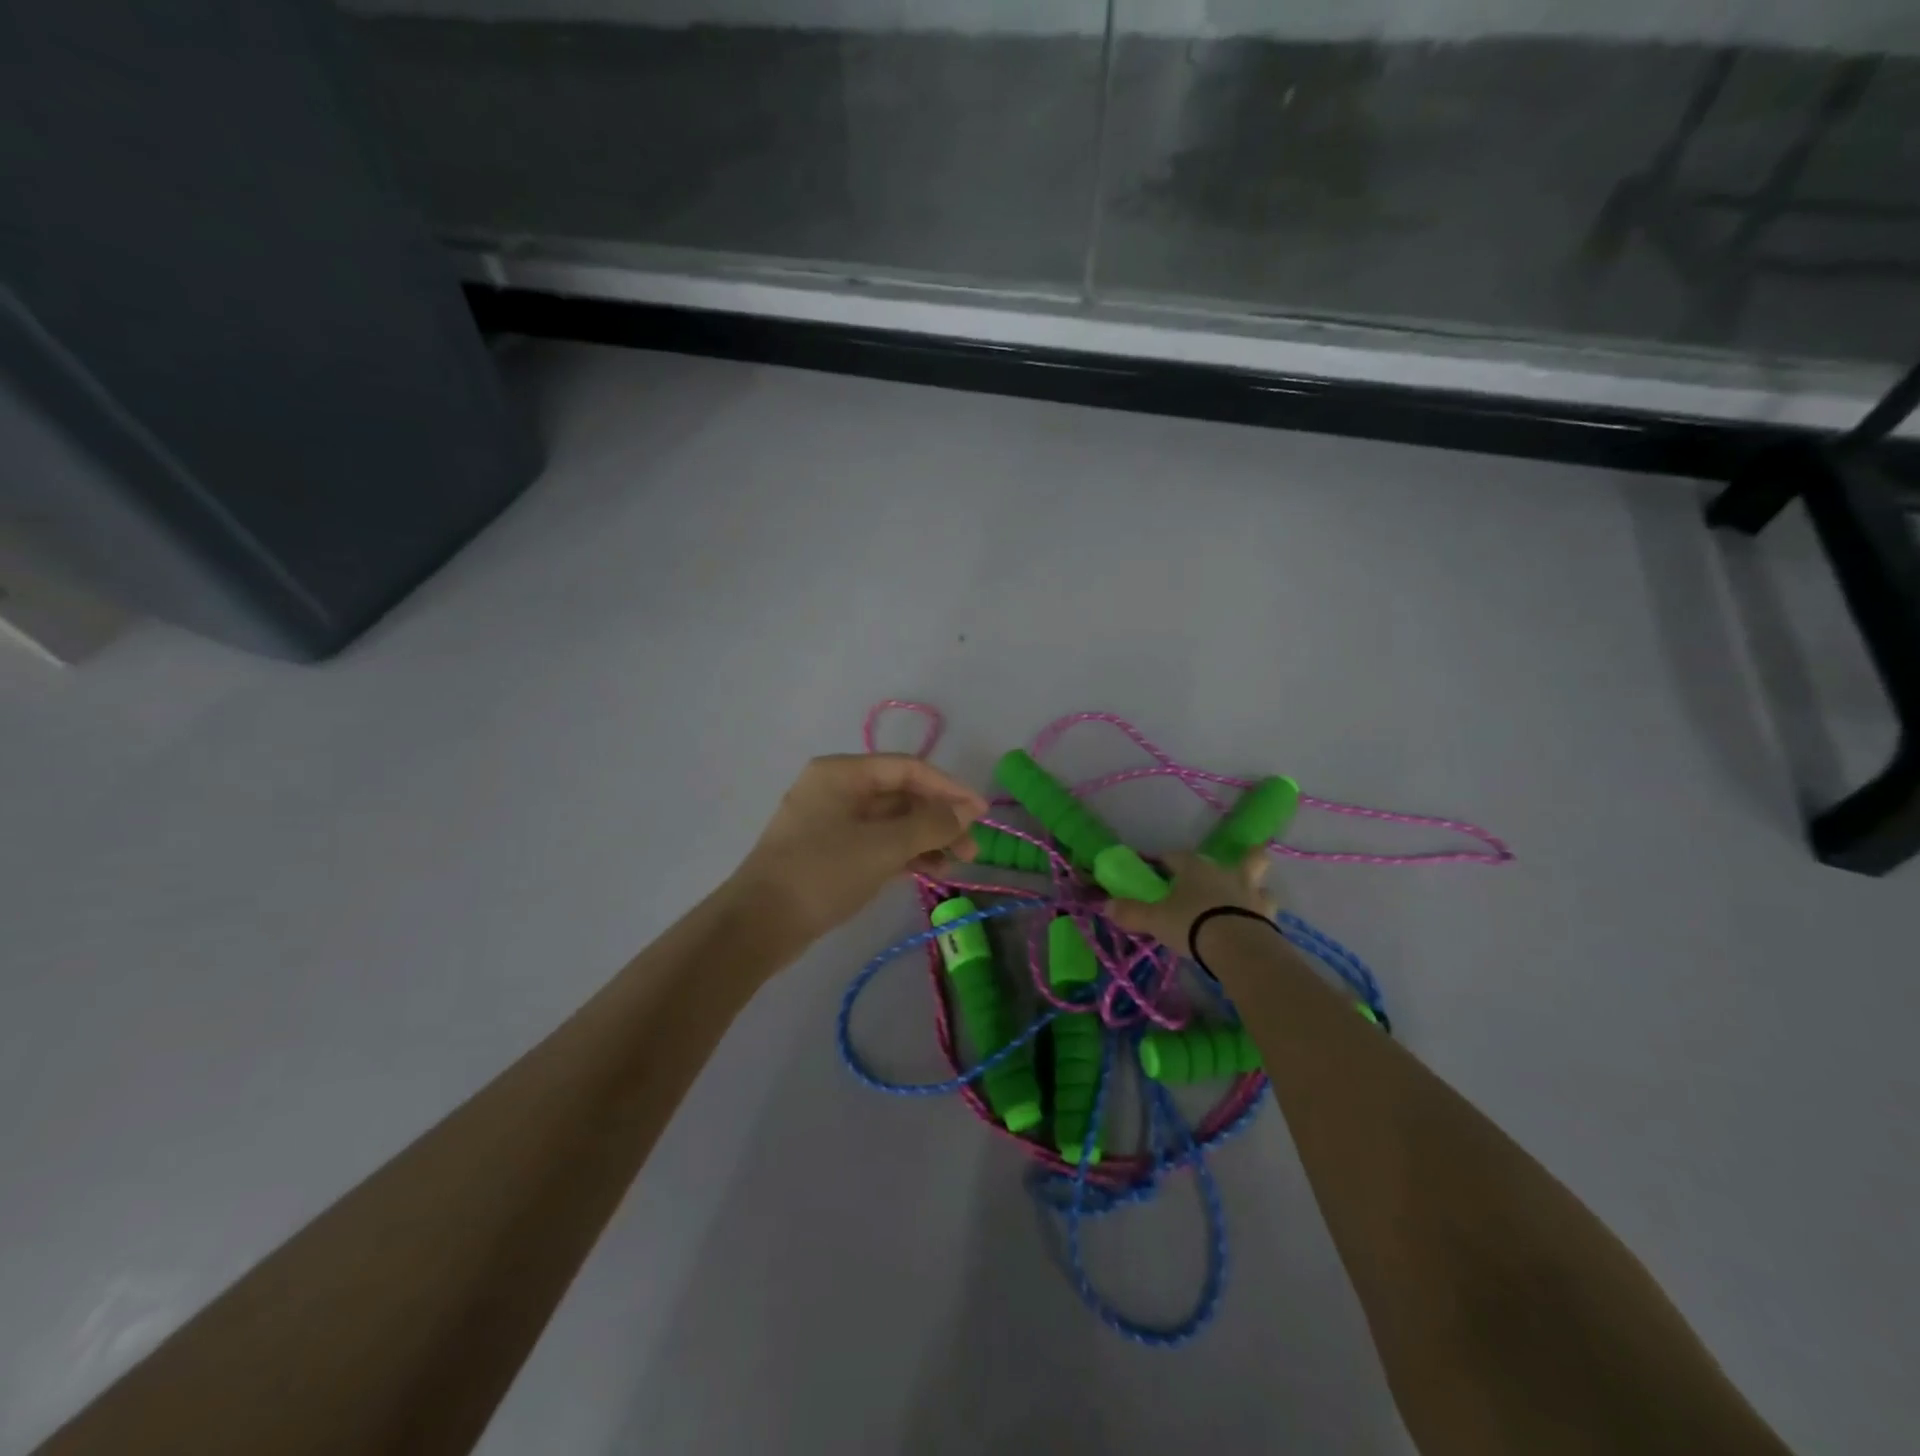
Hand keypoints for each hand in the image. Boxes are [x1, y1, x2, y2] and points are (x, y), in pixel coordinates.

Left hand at [729, 754, 987, 940]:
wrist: (759, 924)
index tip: (981, 813)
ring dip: (926, 838)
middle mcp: (837, 788)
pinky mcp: (831, 851)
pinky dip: (904, 853)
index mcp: (842, 772)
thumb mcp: (884, 846)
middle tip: (971, 847)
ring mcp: (832, 821)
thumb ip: (931, 824)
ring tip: (956, 863)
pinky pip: (877, 842)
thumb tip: (967, 810)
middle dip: (939, 818)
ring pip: (891, 821)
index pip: (909, 769)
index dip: (949, 788)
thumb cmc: (823, 872)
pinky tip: (930, 870)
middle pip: (901, 794)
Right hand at [1106, 849, 1277, 948]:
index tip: (1160, 868)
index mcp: (1196, 868)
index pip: (1178, 856)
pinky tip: (1256, 925)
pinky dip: (1262, 915)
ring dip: (1255, 888)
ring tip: (1248, 901)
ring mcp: (1253, 894)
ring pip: (1261, 882)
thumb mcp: (1155, 920)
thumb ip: (1132, 912)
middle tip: (1231, 871)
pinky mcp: (1269, 917)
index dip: (1167, 861)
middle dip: (1240, 859)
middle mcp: (1227, 873)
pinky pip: (1267, 910)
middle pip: (1242, 857)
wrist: (1238, 947)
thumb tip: (1107, 906)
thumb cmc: (1192, 924)